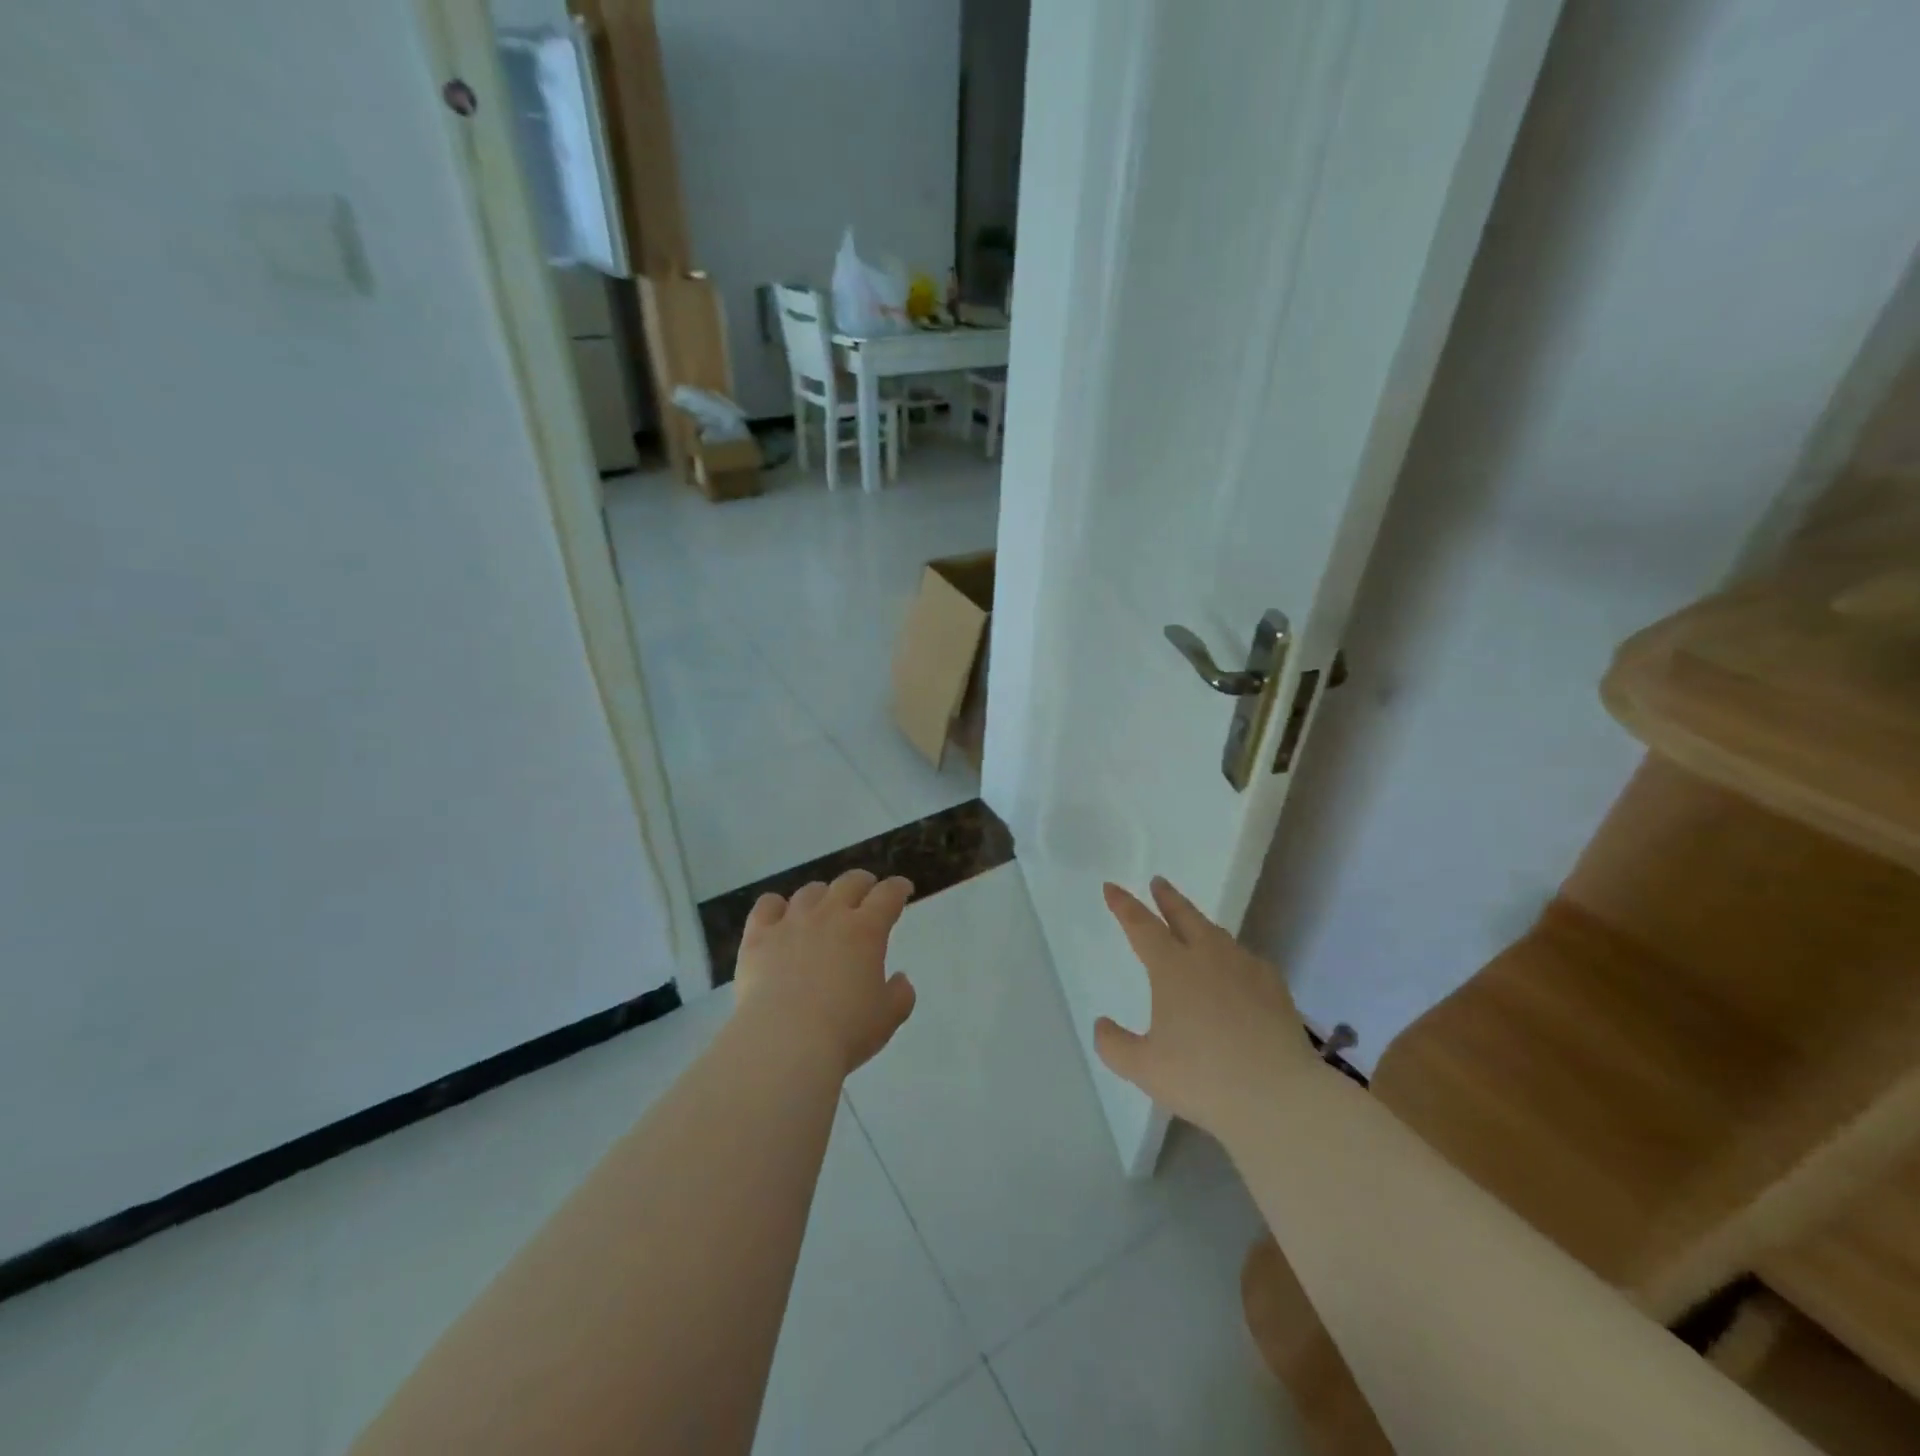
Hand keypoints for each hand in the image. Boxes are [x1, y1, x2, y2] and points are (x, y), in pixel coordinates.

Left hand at [733, 870, 917, 1075]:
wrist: (784, 1042)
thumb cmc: (845, 1031)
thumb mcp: (887, 1018)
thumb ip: (900, 995)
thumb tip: (899, 979)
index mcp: (866, 930)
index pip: (888, 895)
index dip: (898, 888)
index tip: (903, 888)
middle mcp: (830, 915)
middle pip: (849, 882)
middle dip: (862, 883)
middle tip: (866, 890)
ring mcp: (791, 922)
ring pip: (809, 891)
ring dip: (822, 894)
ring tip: (823, 906)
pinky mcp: (758, 936)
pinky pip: (767, 906)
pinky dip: (776, 906)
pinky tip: (778, 916)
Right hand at [1094, 877, 1316, 1138]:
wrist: (1280, 1097)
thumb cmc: (1204, 1078)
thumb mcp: (1144, 1068)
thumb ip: (1114, 1045)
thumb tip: (1102, 1024)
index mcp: (1173, 968)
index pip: (1141, 926)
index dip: (1124, 905)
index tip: (1111, 887)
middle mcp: (1208, 957)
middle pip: (1184, 916)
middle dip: (1167, 898)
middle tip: (1158, 882)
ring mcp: (1246, 969)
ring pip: (1217, 935)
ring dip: (1199, 923)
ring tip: (1193, 925)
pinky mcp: (1275, 988)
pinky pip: (1245, 960)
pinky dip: (1231, 956)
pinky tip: (1234, 971)